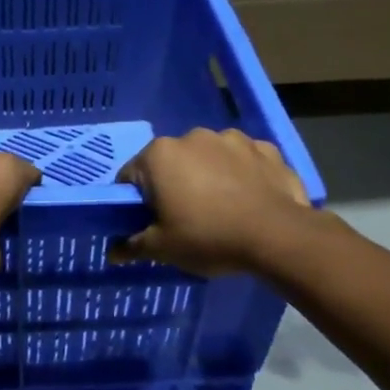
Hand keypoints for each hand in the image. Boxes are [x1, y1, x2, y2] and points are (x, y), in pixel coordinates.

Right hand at [113, 128, 323, 275]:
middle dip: (173, 185)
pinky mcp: (266, 148)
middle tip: (184, 219)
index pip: (131, 176)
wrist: (278, 236)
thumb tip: (111, 252)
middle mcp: (192, 136)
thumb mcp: (162, 249)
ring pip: (208, 158)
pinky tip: (248, 200)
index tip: (148, 223)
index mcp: (159, 155)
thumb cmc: (208, 237)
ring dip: (208, 176)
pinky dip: (241, 175)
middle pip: (171, 163)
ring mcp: (232, 139)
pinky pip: (243, 161)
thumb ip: (132, 246)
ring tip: (221, 209)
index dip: (135, 202)